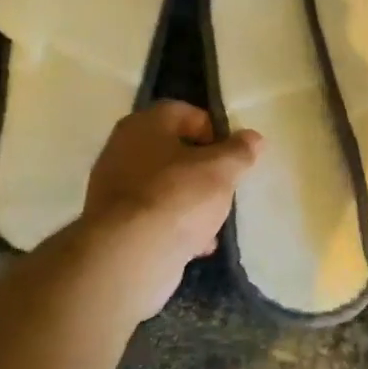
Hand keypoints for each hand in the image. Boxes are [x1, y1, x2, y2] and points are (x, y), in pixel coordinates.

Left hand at [82, 102, 260, 309]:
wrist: (130, 255)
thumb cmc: (178, 197)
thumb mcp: (221, 170)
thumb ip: (240, 151)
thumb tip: (253, 138)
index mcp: (144, 125)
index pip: (184, 112)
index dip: (213, 129)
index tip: (232, 154)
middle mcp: (122, 149)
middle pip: (173, 151)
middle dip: (202, 169)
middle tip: (225, 185)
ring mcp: (114, 188)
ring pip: (164, 185)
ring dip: (191, 199)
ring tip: (214, 220)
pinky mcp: (114, 224)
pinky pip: (154, 215)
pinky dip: (175, 225)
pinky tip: (196, 244)